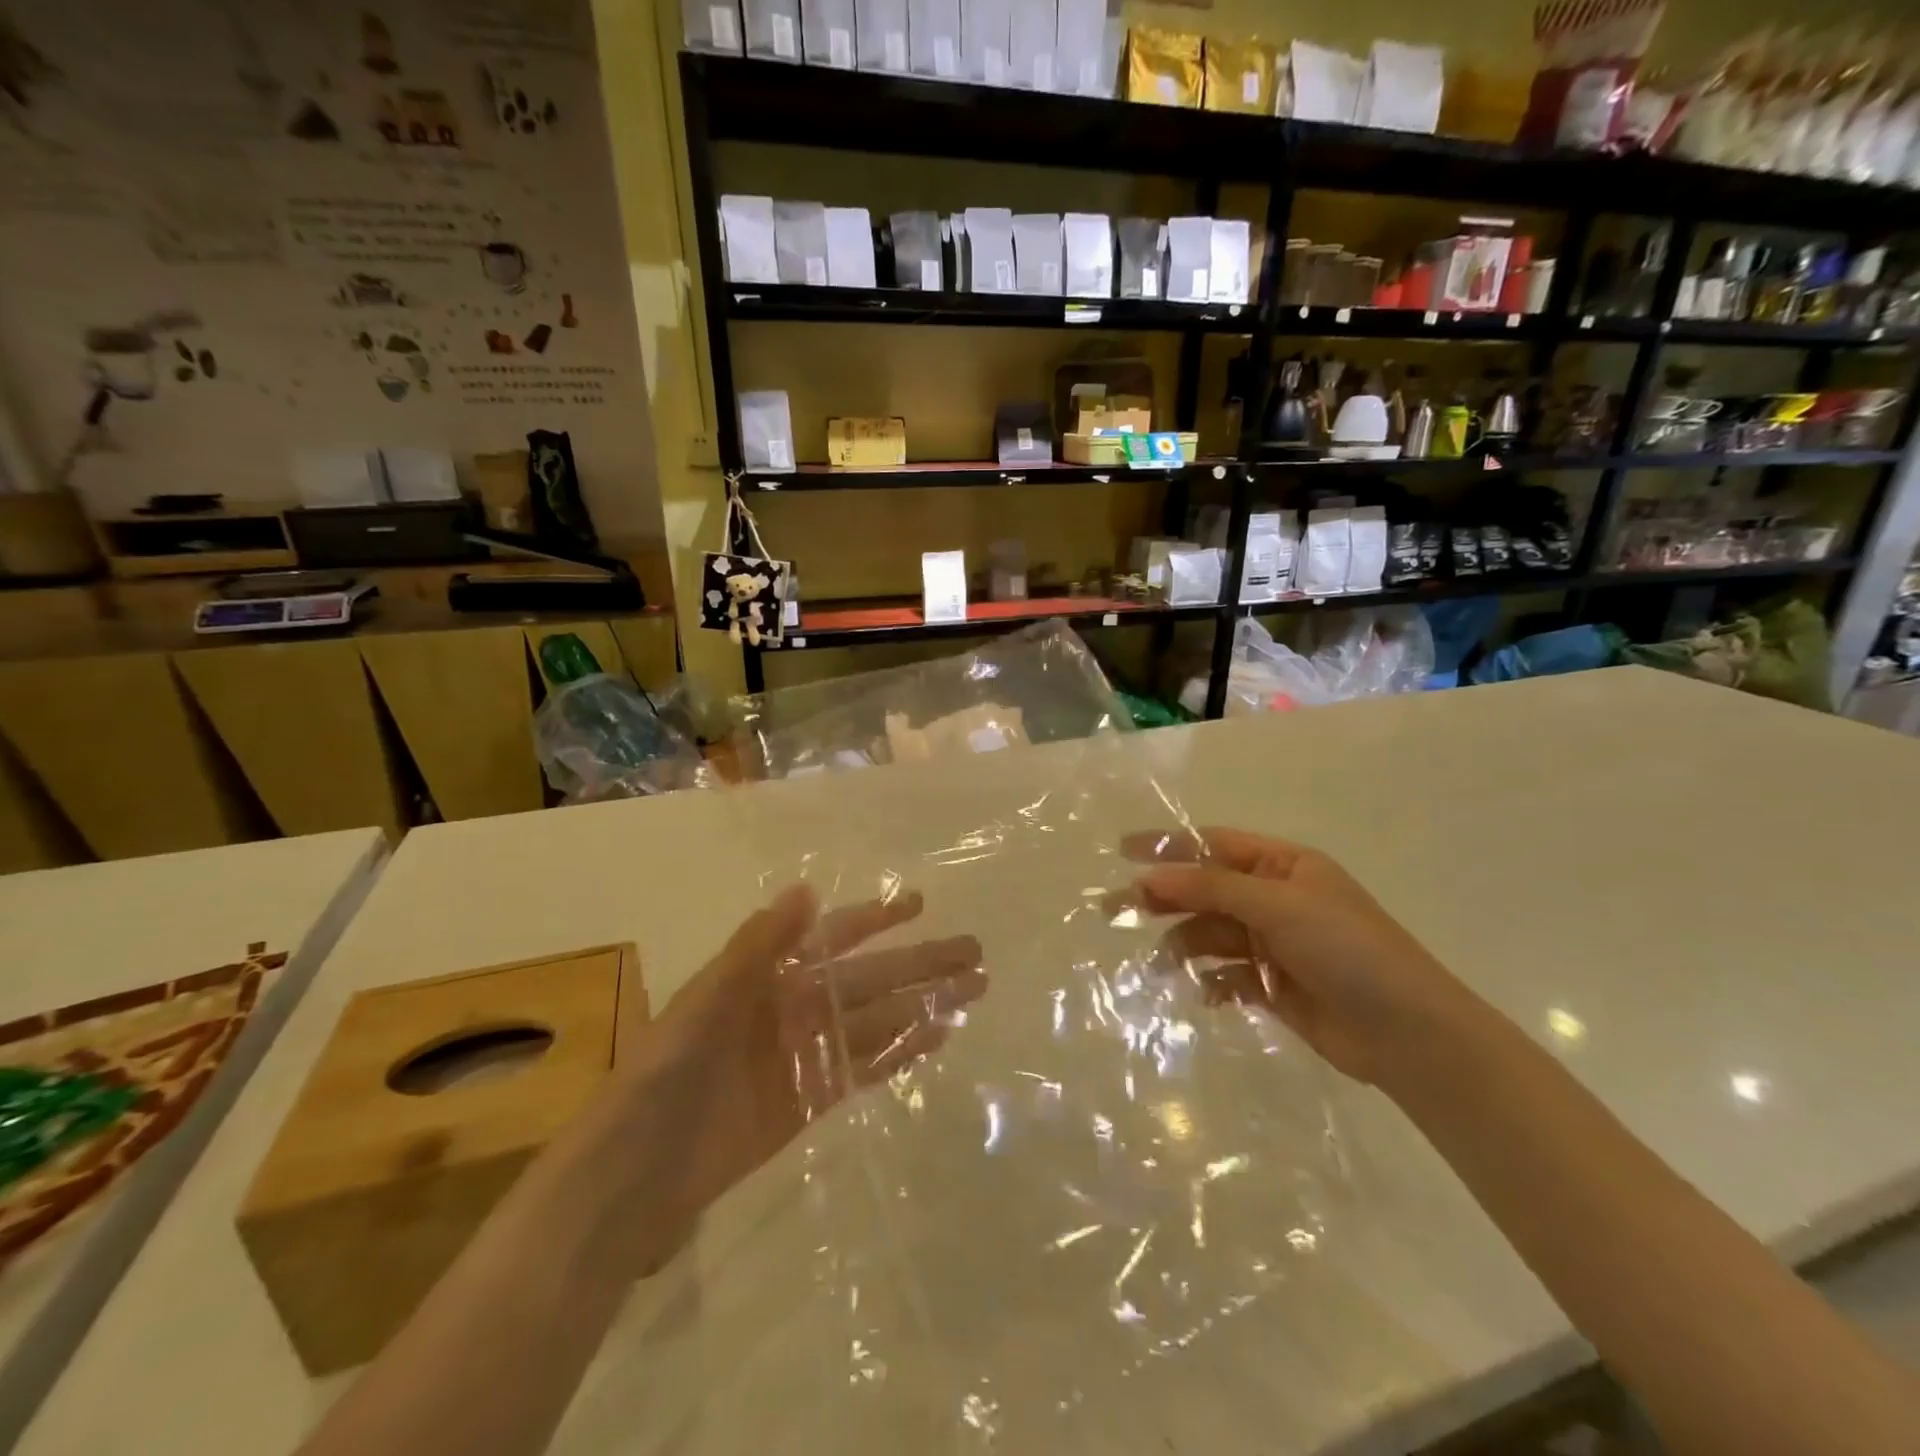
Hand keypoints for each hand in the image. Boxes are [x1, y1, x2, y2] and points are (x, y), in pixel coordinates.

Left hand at [629, 885, 985, 1222]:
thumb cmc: (667, 1072)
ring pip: (878, 1021)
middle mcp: (795, 1008)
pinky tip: (938, 1038)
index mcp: (769, 977)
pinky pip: (866, 1068)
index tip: (918, 904)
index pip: (833, 938)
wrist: (637, 1172)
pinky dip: (902, 1053)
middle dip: (920, 963)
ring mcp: (808, 1054)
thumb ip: (758, 946)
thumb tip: (808, 889)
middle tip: (973, 950)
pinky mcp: (813, 1099)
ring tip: (972, 990)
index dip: (875, 919)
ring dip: (922, 1005)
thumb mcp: (708, 998)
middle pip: (870, 979)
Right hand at [1123, 828, 1476, 1086]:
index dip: (1168, 846)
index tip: (1122, 851)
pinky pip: (1227, 975)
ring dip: (1185, 945)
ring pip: (1212, 935)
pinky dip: (1212, 982)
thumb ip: (1211, 888)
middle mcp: (1275, 899)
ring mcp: (1274, 943)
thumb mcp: (1278, 905)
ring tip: (1163, 965)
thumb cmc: (1347, 950)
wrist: (1408, 1034)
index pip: (1214, 845)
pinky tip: (1206, 994)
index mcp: (1283, 866)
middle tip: (1117, 908)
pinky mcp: (1273, 986)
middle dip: (1165, 897)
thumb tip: (1149, 876)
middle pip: (1206, 890)